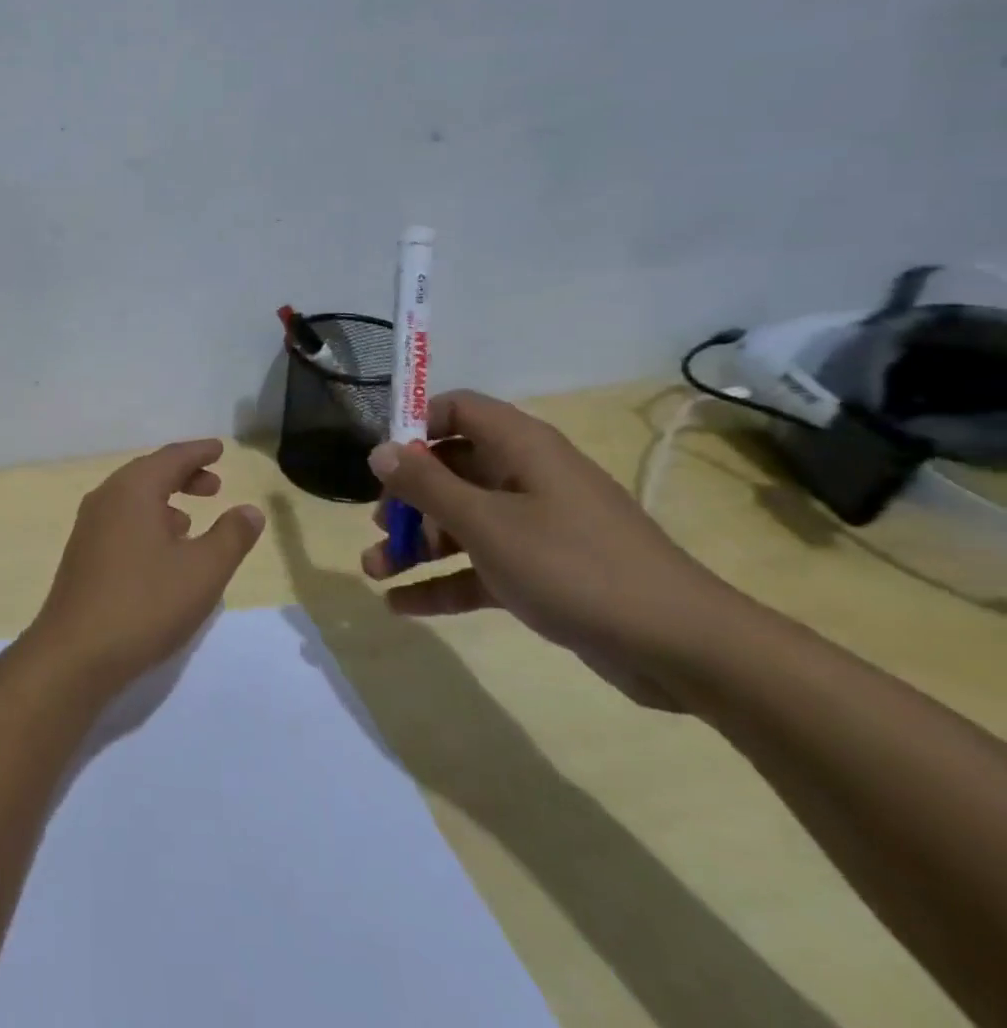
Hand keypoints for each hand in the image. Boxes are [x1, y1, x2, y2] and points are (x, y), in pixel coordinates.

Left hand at [25, 439, 265, 697]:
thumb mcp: (203, 571)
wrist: (76, 653)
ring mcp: (89, 526)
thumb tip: (250, 510)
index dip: (199, 452)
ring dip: (164, 501)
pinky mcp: (83, 554)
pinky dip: (146, 522)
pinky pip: (121, 521)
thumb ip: (231, 536)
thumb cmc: (145, 603)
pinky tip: (161, 551)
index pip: (171, 457)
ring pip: (133, 499)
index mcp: (132, 490)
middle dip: (183, 475)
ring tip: (191, 520)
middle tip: (214, 485)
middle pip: (149, 473)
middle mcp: (106, 498)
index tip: (220, 449)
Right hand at [361, 391, 738, 709]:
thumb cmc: (574, 566)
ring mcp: (536, 526)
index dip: (415, 426)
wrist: (683, 648)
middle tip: (379, 526)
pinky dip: (443, 580)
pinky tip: (401, 604)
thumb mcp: (486, 523)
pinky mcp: (543, 571)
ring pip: (460, 522)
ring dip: (416, 544)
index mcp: (520, 448)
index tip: (382, 461)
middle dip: (406, 499)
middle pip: (450, 470)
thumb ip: (425, 484)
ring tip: (374, 570)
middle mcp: (526, 477)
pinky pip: (480, 565)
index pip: (457, 410)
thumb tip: (378, 451)